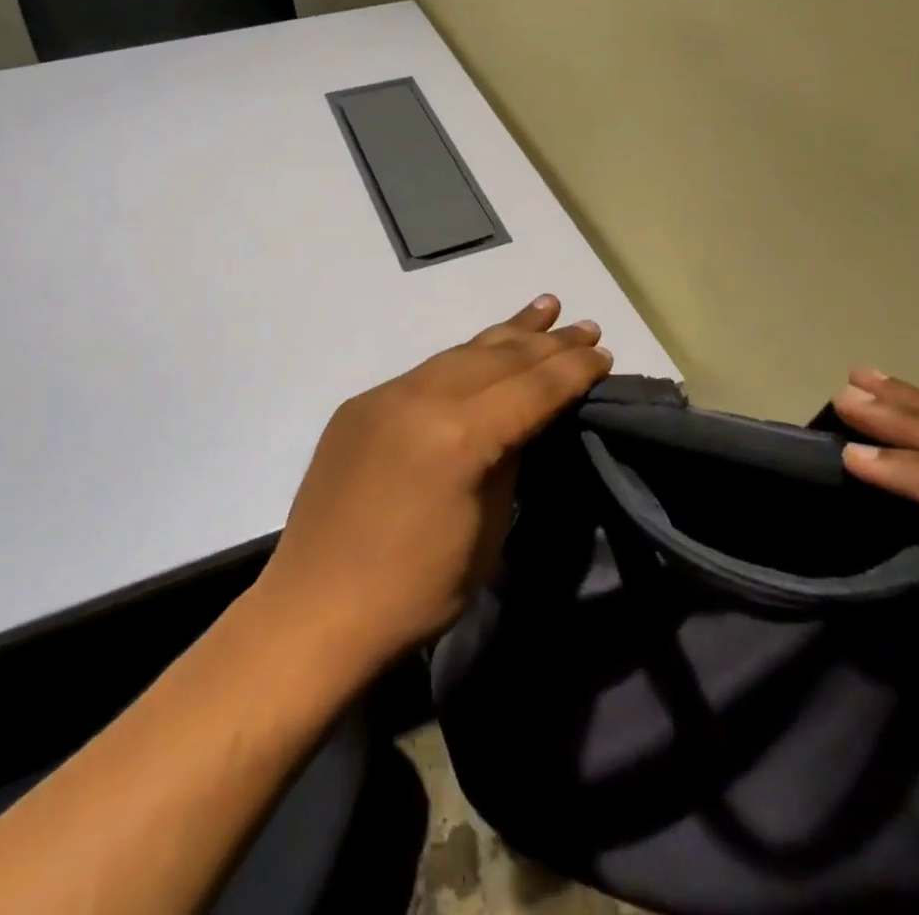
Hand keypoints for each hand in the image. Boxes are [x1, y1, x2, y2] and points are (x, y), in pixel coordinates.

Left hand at [255, 296, 611, 680]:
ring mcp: (385, 395)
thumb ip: (509, 461)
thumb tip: (524, 422)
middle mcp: (420, 398)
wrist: (315, 611)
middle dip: (548, 342)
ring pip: (460, 352)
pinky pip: (425, 370)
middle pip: (499, 358)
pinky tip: (483, 350)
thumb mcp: (487, 532)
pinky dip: (463, 357)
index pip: (531, 388)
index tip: (603, 354)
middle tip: (586, 327)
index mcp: (459, 436)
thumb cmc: (416, 591)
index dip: (572, 371)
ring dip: (506, 332)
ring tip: (545, 308)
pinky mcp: (361, 404)